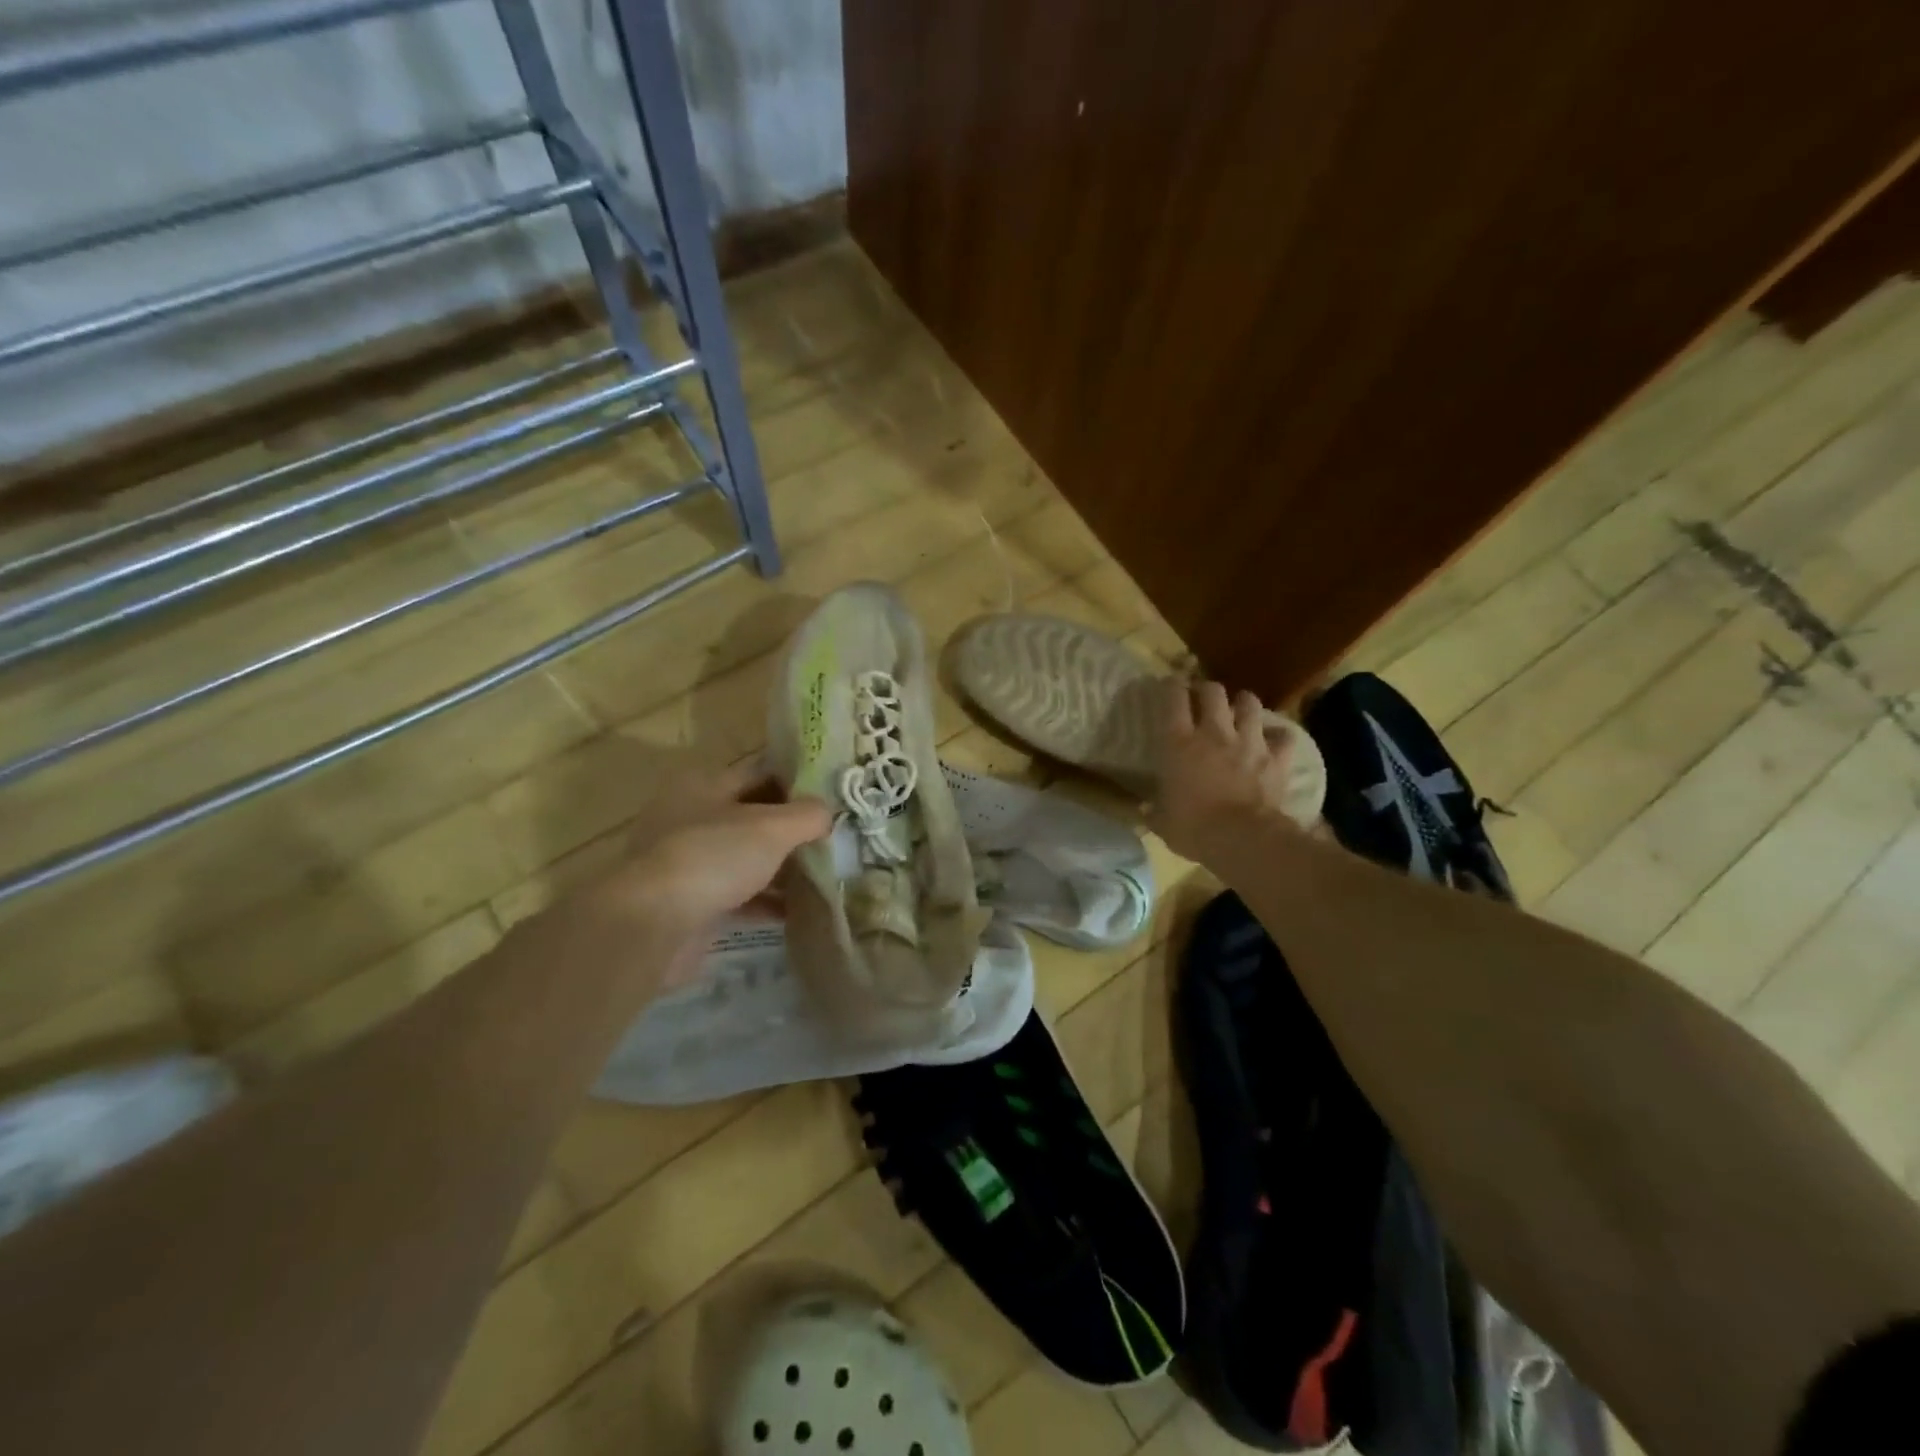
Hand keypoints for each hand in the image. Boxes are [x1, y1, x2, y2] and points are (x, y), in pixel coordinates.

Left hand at [590, 760, 831, 982]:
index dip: (798, 780)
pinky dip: (766, 901)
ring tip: (825, 874)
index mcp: (705, 785)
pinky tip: (799, 911)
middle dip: (793, 828)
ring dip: (782, 867)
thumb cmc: (713, 857)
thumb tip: (828, 813)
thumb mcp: (772, 827)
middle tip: (835, 836)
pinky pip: (739, 895)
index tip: (833, 794)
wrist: (652, 925)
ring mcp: (688, 861)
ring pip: (747, 857)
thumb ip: (807, 815)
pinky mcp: (691, 902)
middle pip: (754, 816)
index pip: (761, 772)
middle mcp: (692, 817)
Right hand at [1148, 678, 1306, 868]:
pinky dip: (1278, 737)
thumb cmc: (1192, 828)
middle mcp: (1214, 733)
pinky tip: (1274, 741)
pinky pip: (1283, 737)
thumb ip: (1152, 809)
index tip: (1170, 685)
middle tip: (1203, 698)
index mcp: (1179, 743)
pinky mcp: (1276, 758)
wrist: (1242, 839)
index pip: (1173, 698)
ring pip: (1250, 704)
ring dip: (1243, 704)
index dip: (1171, 686)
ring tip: (1240, 710)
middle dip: (1207, 690)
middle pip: (1213, 691)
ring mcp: (1249, 742)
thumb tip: (1142, 809)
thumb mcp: (1161, 821)